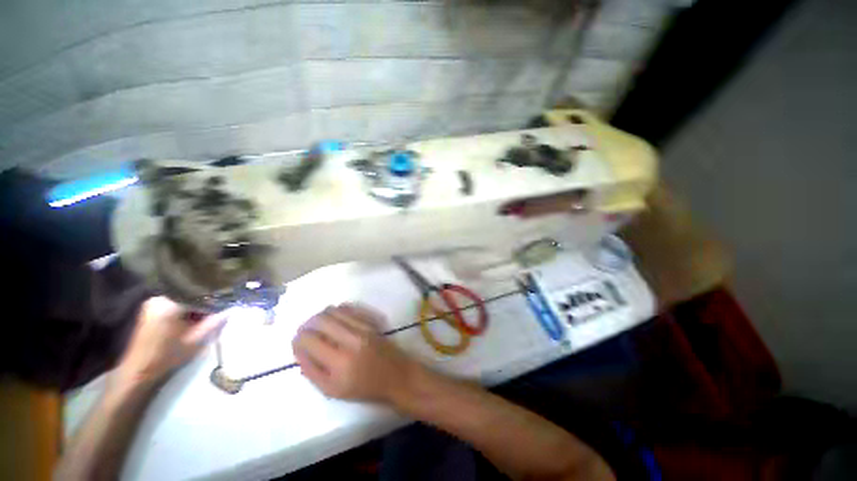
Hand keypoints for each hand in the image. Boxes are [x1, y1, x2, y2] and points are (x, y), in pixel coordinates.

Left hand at [116, 296, 226, 387]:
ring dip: (197, 305)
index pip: (200, 292)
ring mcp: (153, 303)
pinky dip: (187, 308)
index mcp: (170, 303)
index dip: (216, 296)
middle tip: (220, 307)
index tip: (227, 300)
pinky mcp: (151, 310)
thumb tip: (232, 308)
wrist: (138, 371)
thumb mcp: (196, 340)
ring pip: (184, 298)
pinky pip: (175, 303)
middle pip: (191, 293)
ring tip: (209, 312)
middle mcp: (160, 298)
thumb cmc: (167, 355)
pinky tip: (195, 317)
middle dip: (206, 300)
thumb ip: (215, 322)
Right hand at [292, 303, 419, 402]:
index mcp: (338, 362)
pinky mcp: (370, 322)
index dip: (298, 338)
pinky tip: (334, 317)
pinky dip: (337, 310)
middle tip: (305, 331)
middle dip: (307, 324)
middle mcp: (350, 339)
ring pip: (334, 310)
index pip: (309, 340)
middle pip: (321, 320)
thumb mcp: (332, 390)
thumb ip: (312, 371)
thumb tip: (299, 351)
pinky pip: (349, 308)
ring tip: (318, 324)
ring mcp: (362, 328)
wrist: (395, 375)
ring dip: (321, 315)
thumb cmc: (364, 387)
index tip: (296, 341)